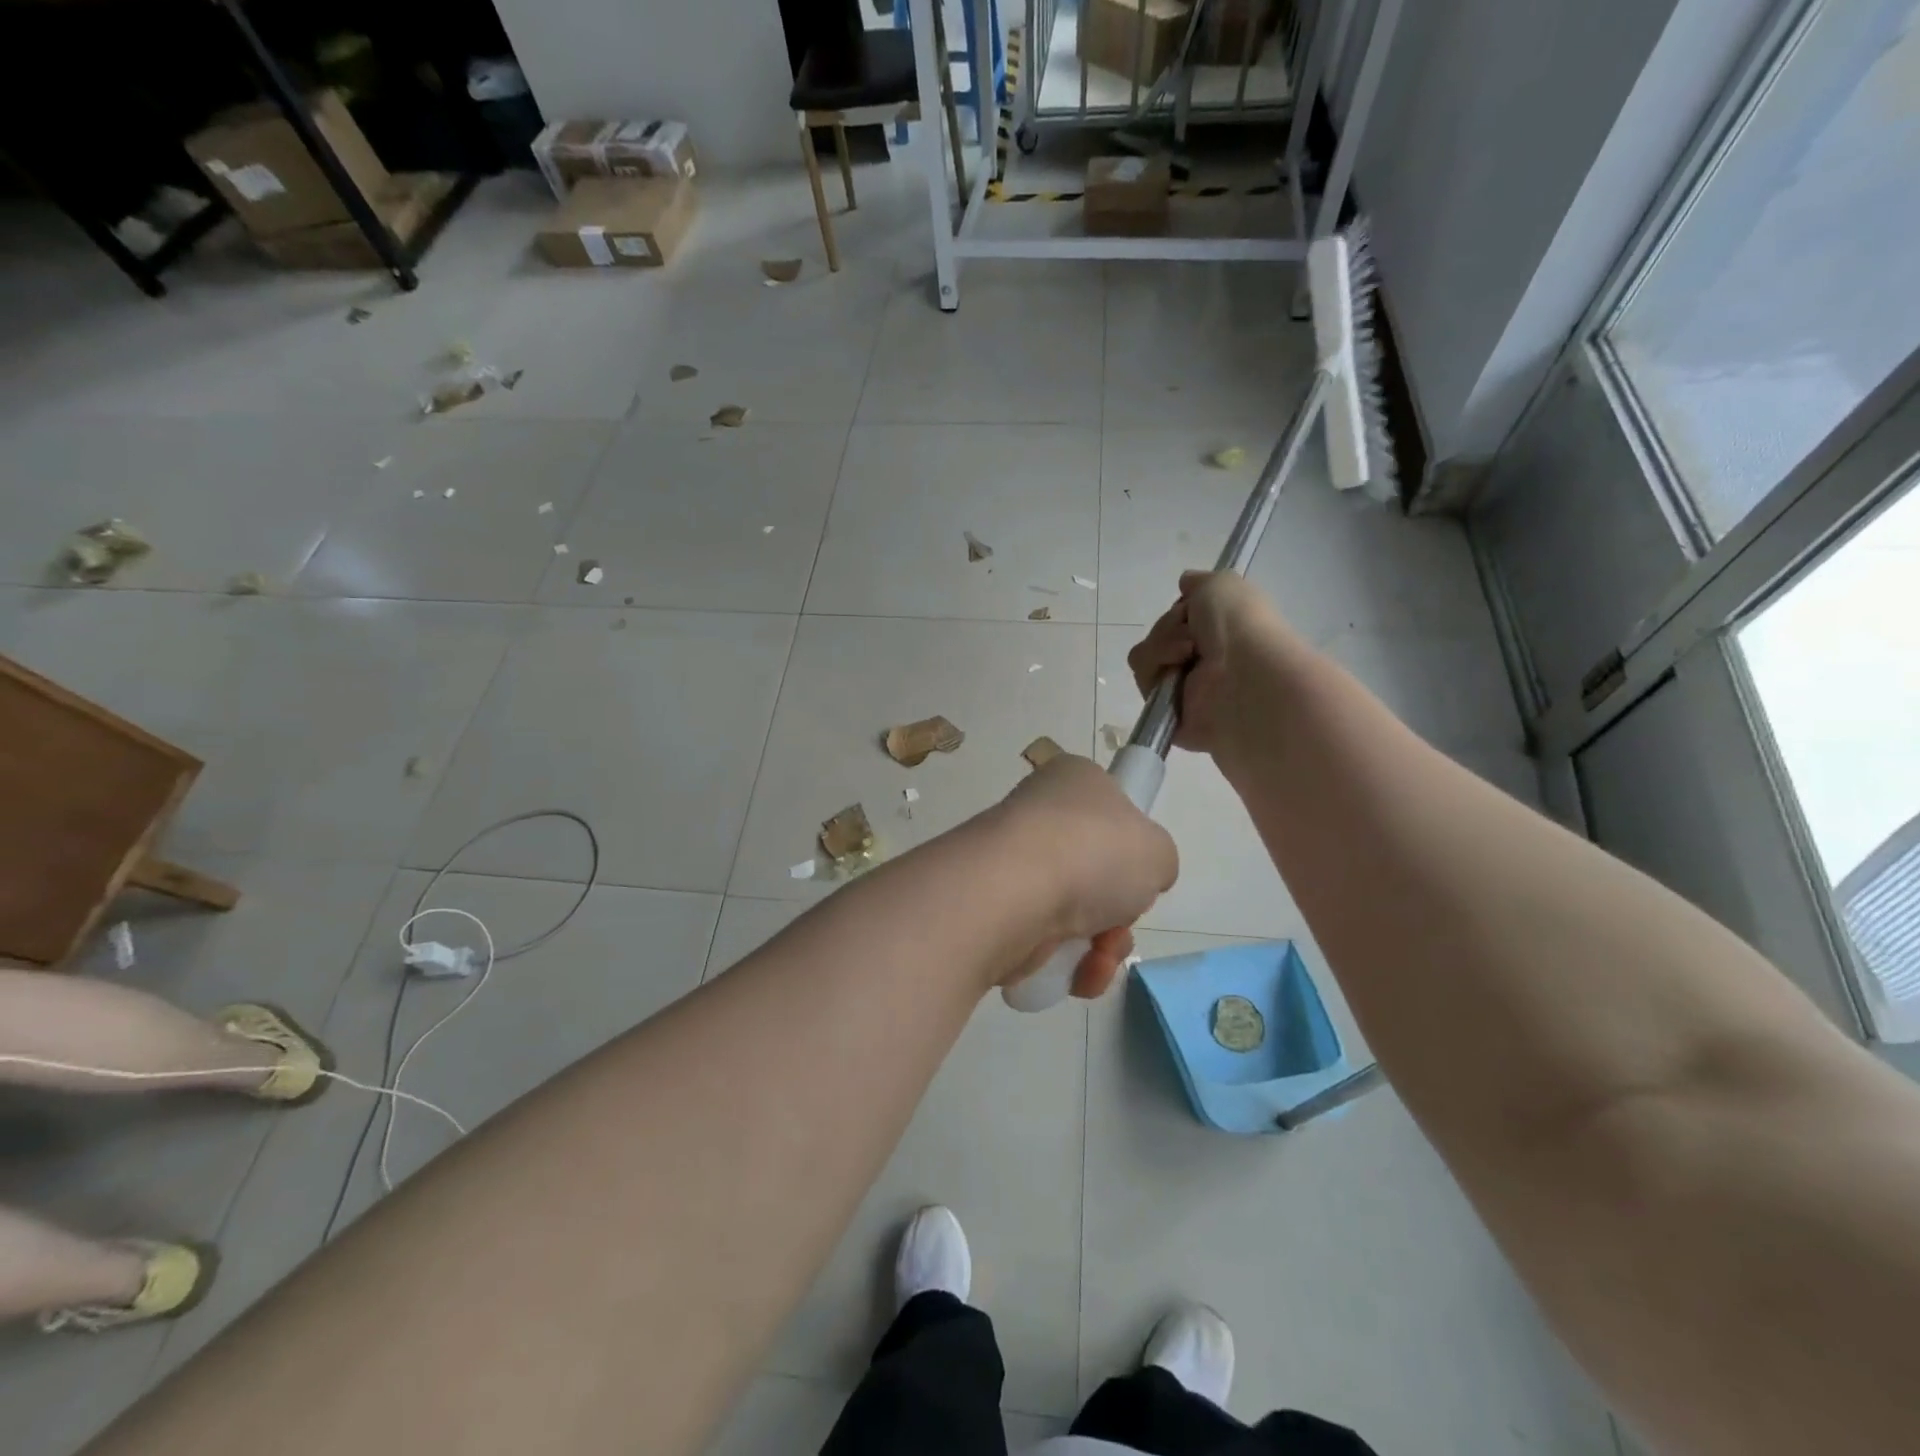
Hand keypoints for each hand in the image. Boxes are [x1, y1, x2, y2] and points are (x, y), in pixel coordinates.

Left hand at [992, 754, 1177, 998]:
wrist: (1013, 892)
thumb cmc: (1092, 852)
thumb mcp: (1158, 849)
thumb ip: (1157, 861)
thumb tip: (1136, 878)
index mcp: (1073, 781)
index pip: (1110, 808)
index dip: (1130, 845)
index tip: (1138, 870)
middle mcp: (1039, 817)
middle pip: (1096, 872)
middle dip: (1119, 910)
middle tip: (1122, 918)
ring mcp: (1014, 865)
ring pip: (1076, 914)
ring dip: (1101, 946)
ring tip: (1098, 954)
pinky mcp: (997, 911)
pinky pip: (1047, 943)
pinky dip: (1070, 965)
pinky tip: (1077, 972)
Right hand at [1127, 571, 1294, 760]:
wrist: (1245, 675)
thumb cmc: (1240, 626)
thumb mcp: (1223, 585)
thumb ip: (1200, 581)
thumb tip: (1185, 583)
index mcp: (1219, 635)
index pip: (1179, 618)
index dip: (1181, 609)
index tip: (1194, 608)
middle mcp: (1201, 661)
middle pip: (1158, 634)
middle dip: (1169, 627)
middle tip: (1194, 636)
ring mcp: (1183, 688)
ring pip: (1145, 655)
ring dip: (1162, 646)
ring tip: (1188, 654)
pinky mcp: (1167, 711)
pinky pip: (1143, 680)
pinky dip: (1155, 669)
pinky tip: (1177, 672)